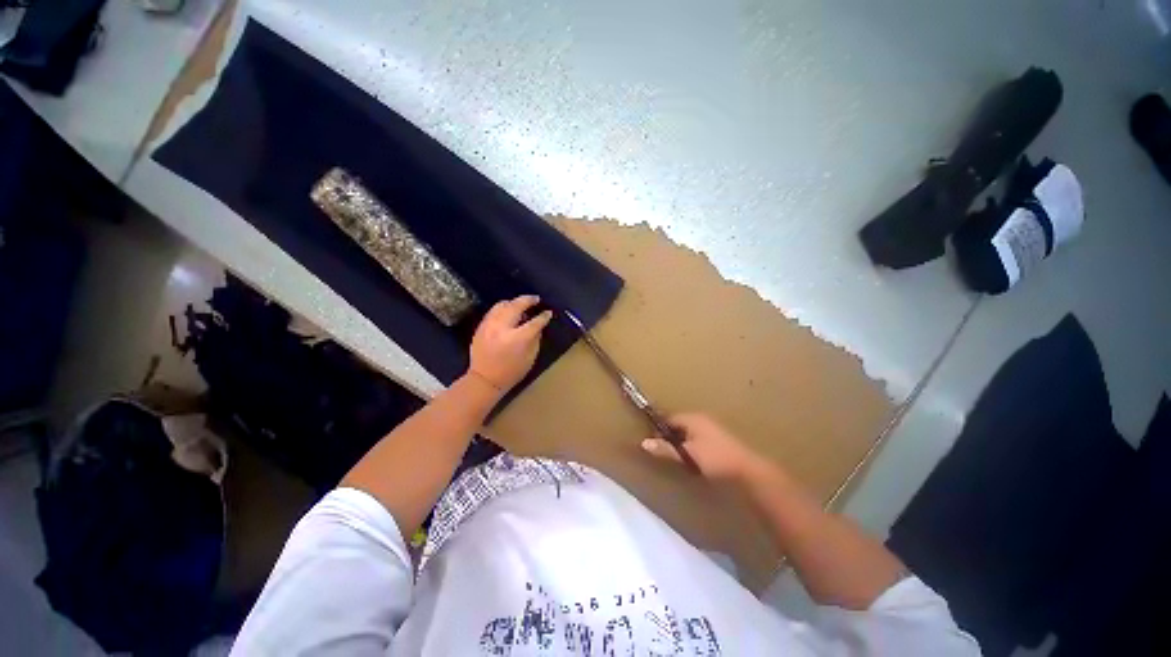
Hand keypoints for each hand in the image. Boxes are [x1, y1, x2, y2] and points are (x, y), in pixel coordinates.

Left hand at [468, 295, 551, 391]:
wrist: (484, 379)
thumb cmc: (511, 372)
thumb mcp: (530, 357)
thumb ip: (535, 338)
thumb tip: (538, 325)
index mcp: (517, 338)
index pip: (534, 322)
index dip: (543, 316)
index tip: (548, 313)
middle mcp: (502, 328)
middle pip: (516, 306)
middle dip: (528, 300)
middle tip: (536, 299)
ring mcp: (489, 325)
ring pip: (502, 305)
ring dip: (514, 302)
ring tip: (521, 305)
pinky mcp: (481, 326)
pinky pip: (493, 311)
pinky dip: (503, 308)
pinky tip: (508, 312)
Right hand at [642, 413, 767, 481]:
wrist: (748, 471)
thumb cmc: (715, 459)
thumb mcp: (687, 455)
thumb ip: (666, 449)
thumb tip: (644, 443)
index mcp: (693, 418)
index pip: (669, 418)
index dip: (659, 428)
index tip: (653, 442)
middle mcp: (702, 419)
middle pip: (679, 424)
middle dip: (670, 436)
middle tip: (664, 451)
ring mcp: (712, 429)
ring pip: (689, 433)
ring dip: (682, 442)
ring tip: (677, 457)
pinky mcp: (719, 440)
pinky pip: (698, 439)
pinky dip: (692, 446)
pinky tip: (693, 459)